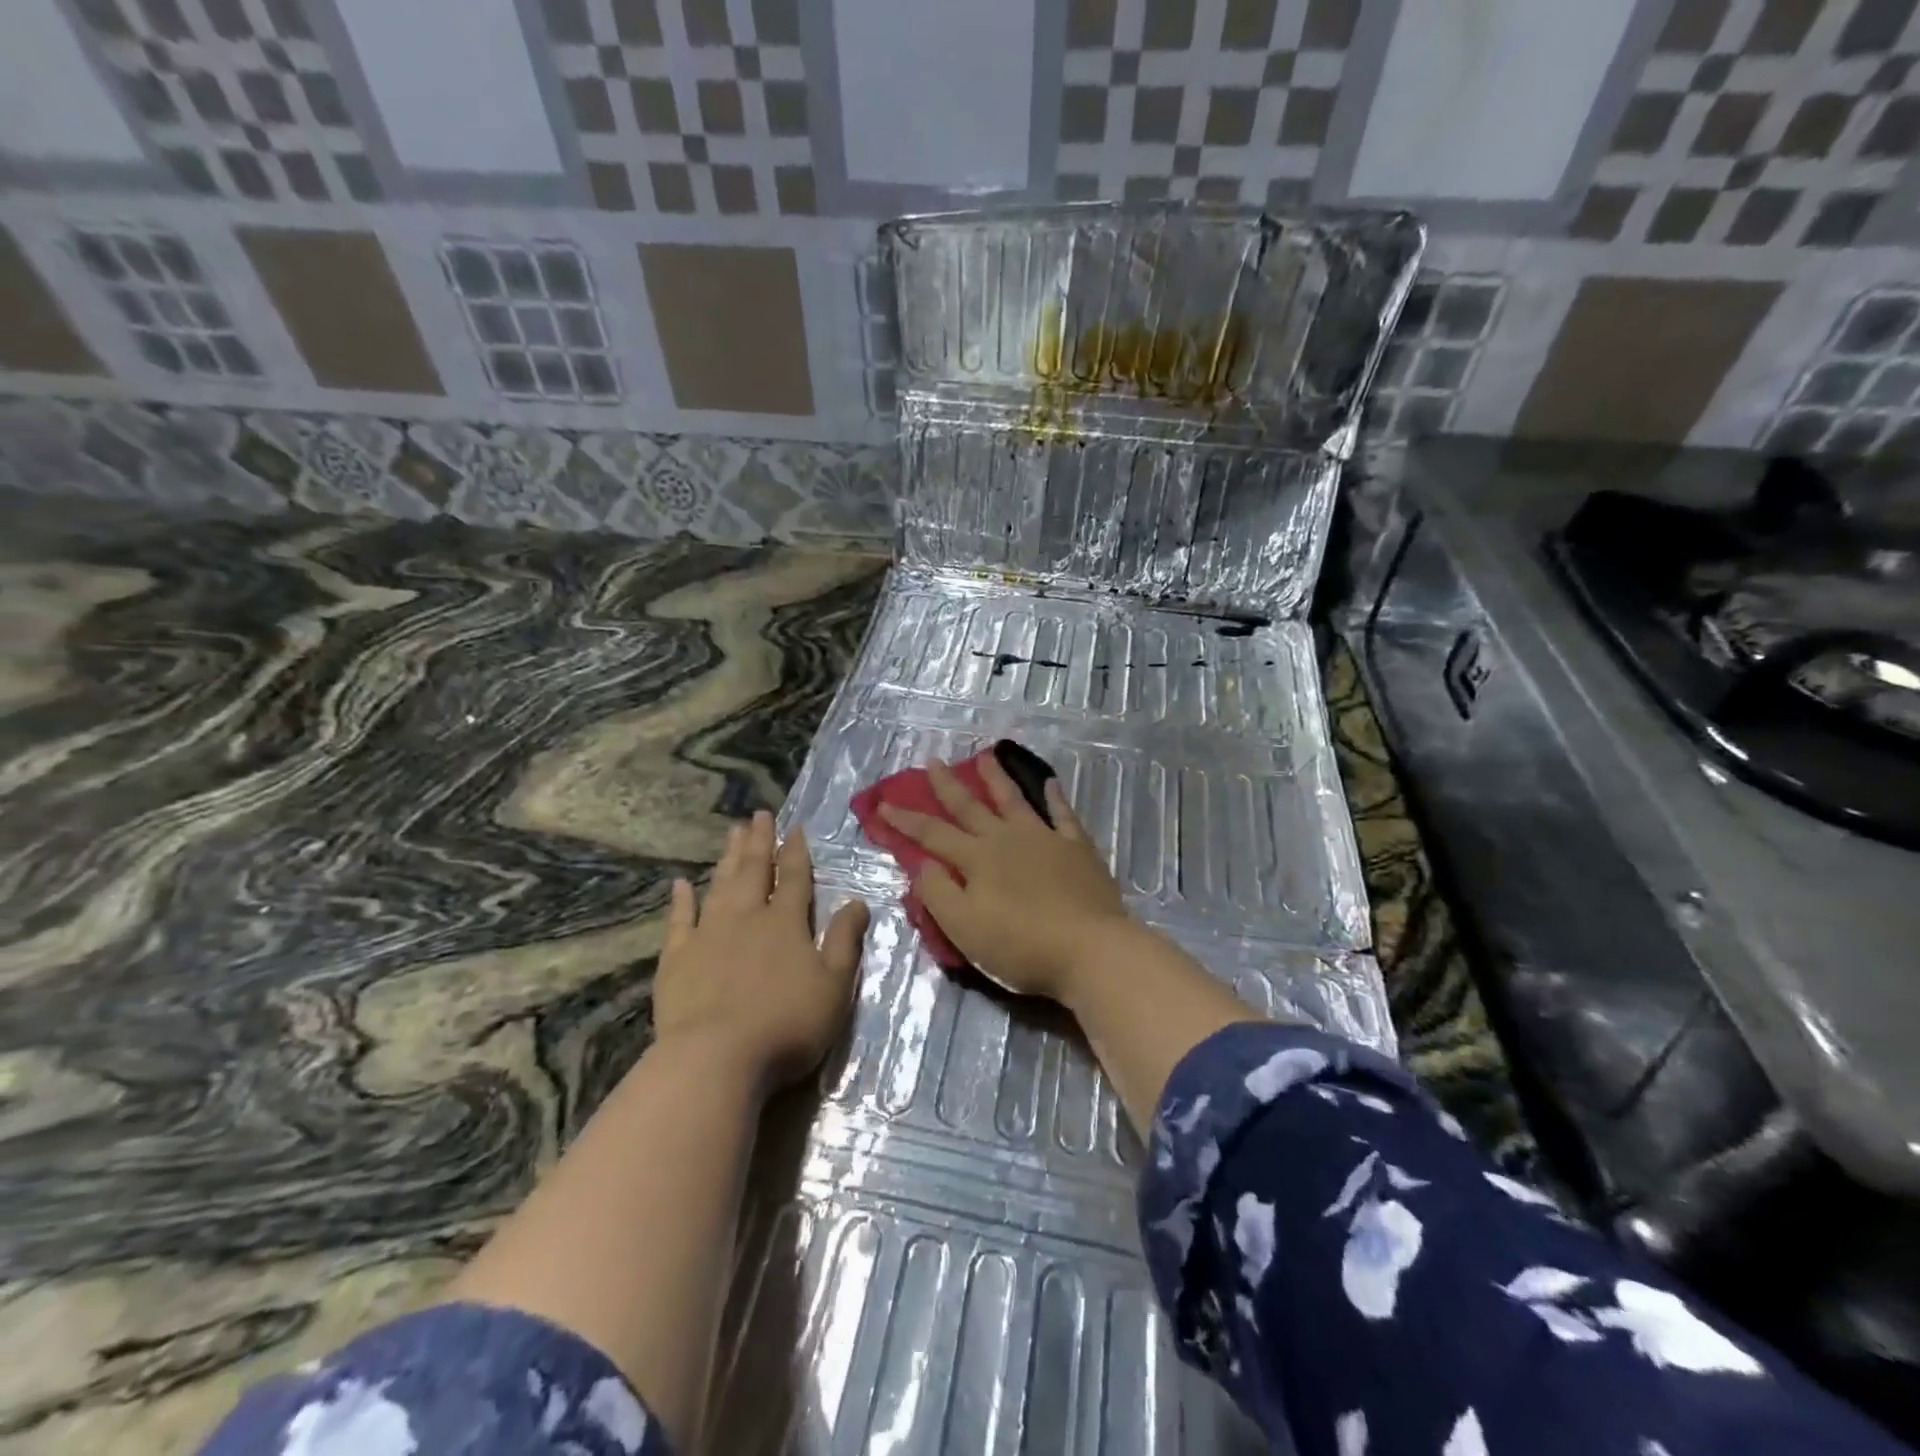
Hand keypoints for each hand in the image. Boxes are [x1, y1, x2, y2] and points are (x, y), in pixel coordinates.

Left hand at [653, 811, 868, 1091]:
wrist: (716, 1058)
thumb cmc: (787, 1024)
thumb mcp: (834, 985)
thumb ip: (845, 940)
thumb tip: (857, 900)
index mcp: (786, 923)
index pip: (795, 877)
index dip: (796, 852)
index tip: (794, 828)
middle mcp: (747, 917)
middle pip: (755, 870)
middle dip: (760, 841)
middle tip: (759, 814)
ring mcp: (708, 934)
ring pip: (720, 885)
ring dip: (728, 858)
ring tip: (733, 833)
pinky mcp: (677, 958)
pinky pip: (679, 920)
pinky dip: (680, 900)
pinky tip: (680, 884)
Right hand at [879, 757, 1131, 1001]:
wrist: (1091, 950)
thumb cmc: (1021, 946)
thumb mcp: (965, 928)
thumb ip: (938, 893)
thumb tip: (920, 863)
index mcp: (976, 859)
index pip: (932, 834)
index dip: (905, 820)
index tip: (884, 803)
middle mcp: (1006, 839)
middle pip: (970, 807)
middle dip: (947, 786)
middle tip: (933, 762)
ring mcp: (1044, 839)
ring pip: (1014, 800)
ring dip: (996, 778)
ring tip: (984, 755)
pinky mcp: (1076, 848)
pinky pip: (1062, 814)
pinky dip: (1054, 797)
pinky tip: (1049, 782)